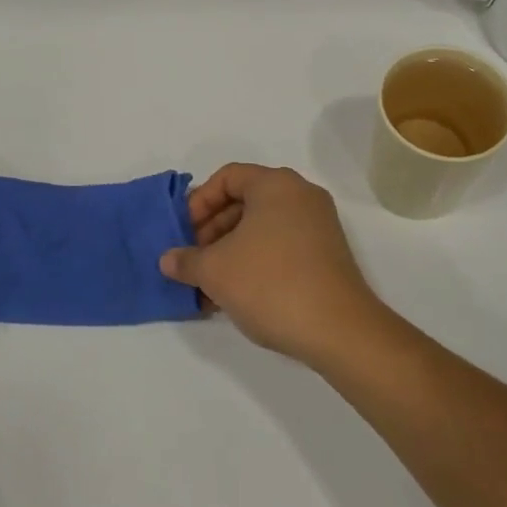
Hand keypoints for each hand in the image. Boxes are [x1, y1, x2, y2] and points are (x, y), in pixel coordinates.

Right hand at [159, 163, 381, 365]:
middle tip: (193, 261)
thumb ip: (186, 260)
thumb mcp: (215, 270)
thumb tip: (169, 260)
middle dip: (212, 231)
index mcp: (276, 184)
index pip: (227, 177)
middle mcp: (301, 196)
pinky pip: (280, 246)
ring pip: (261, 228)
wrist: (338, 329)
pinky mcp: (327, 254)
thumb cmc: (270, 283)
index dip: (198, 202)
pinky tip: (235, 295)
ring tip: (209, 286)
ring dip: (230, 251)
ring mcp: (318, 225)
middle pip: (245, 201)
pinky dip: (255, 262)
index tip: (184, 234)